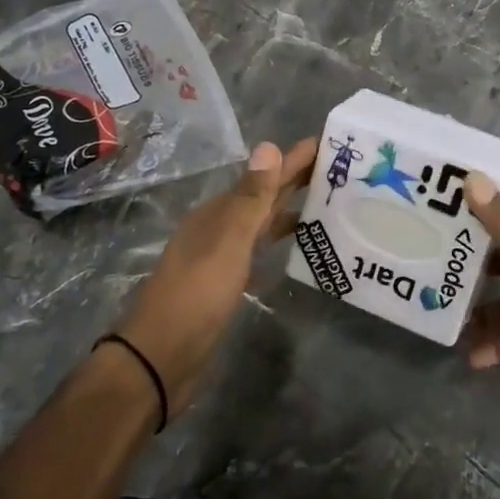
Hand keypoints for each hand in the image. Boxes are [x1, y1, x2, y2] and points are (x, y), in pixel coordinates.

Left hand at [117, 136, 316, 415]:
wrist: (162, 356)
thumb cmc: (198, 294)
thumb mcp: (229, 242)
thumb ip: (251, 198)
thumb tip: (269, 146)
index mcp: (219, 213)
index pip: (264, 176)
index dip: (293, 159)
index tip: (326, 142)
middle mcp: (219, 228)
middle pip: (263, 196)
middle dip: (296, 178)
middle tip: (336, 166)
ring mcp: (221, 256)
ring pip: (262, 222)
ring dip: (289, 208)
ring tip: (326, 201)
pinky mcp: (226, 283)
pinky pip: (259, 249)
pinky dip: (278, 239)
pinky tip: (295, 244)